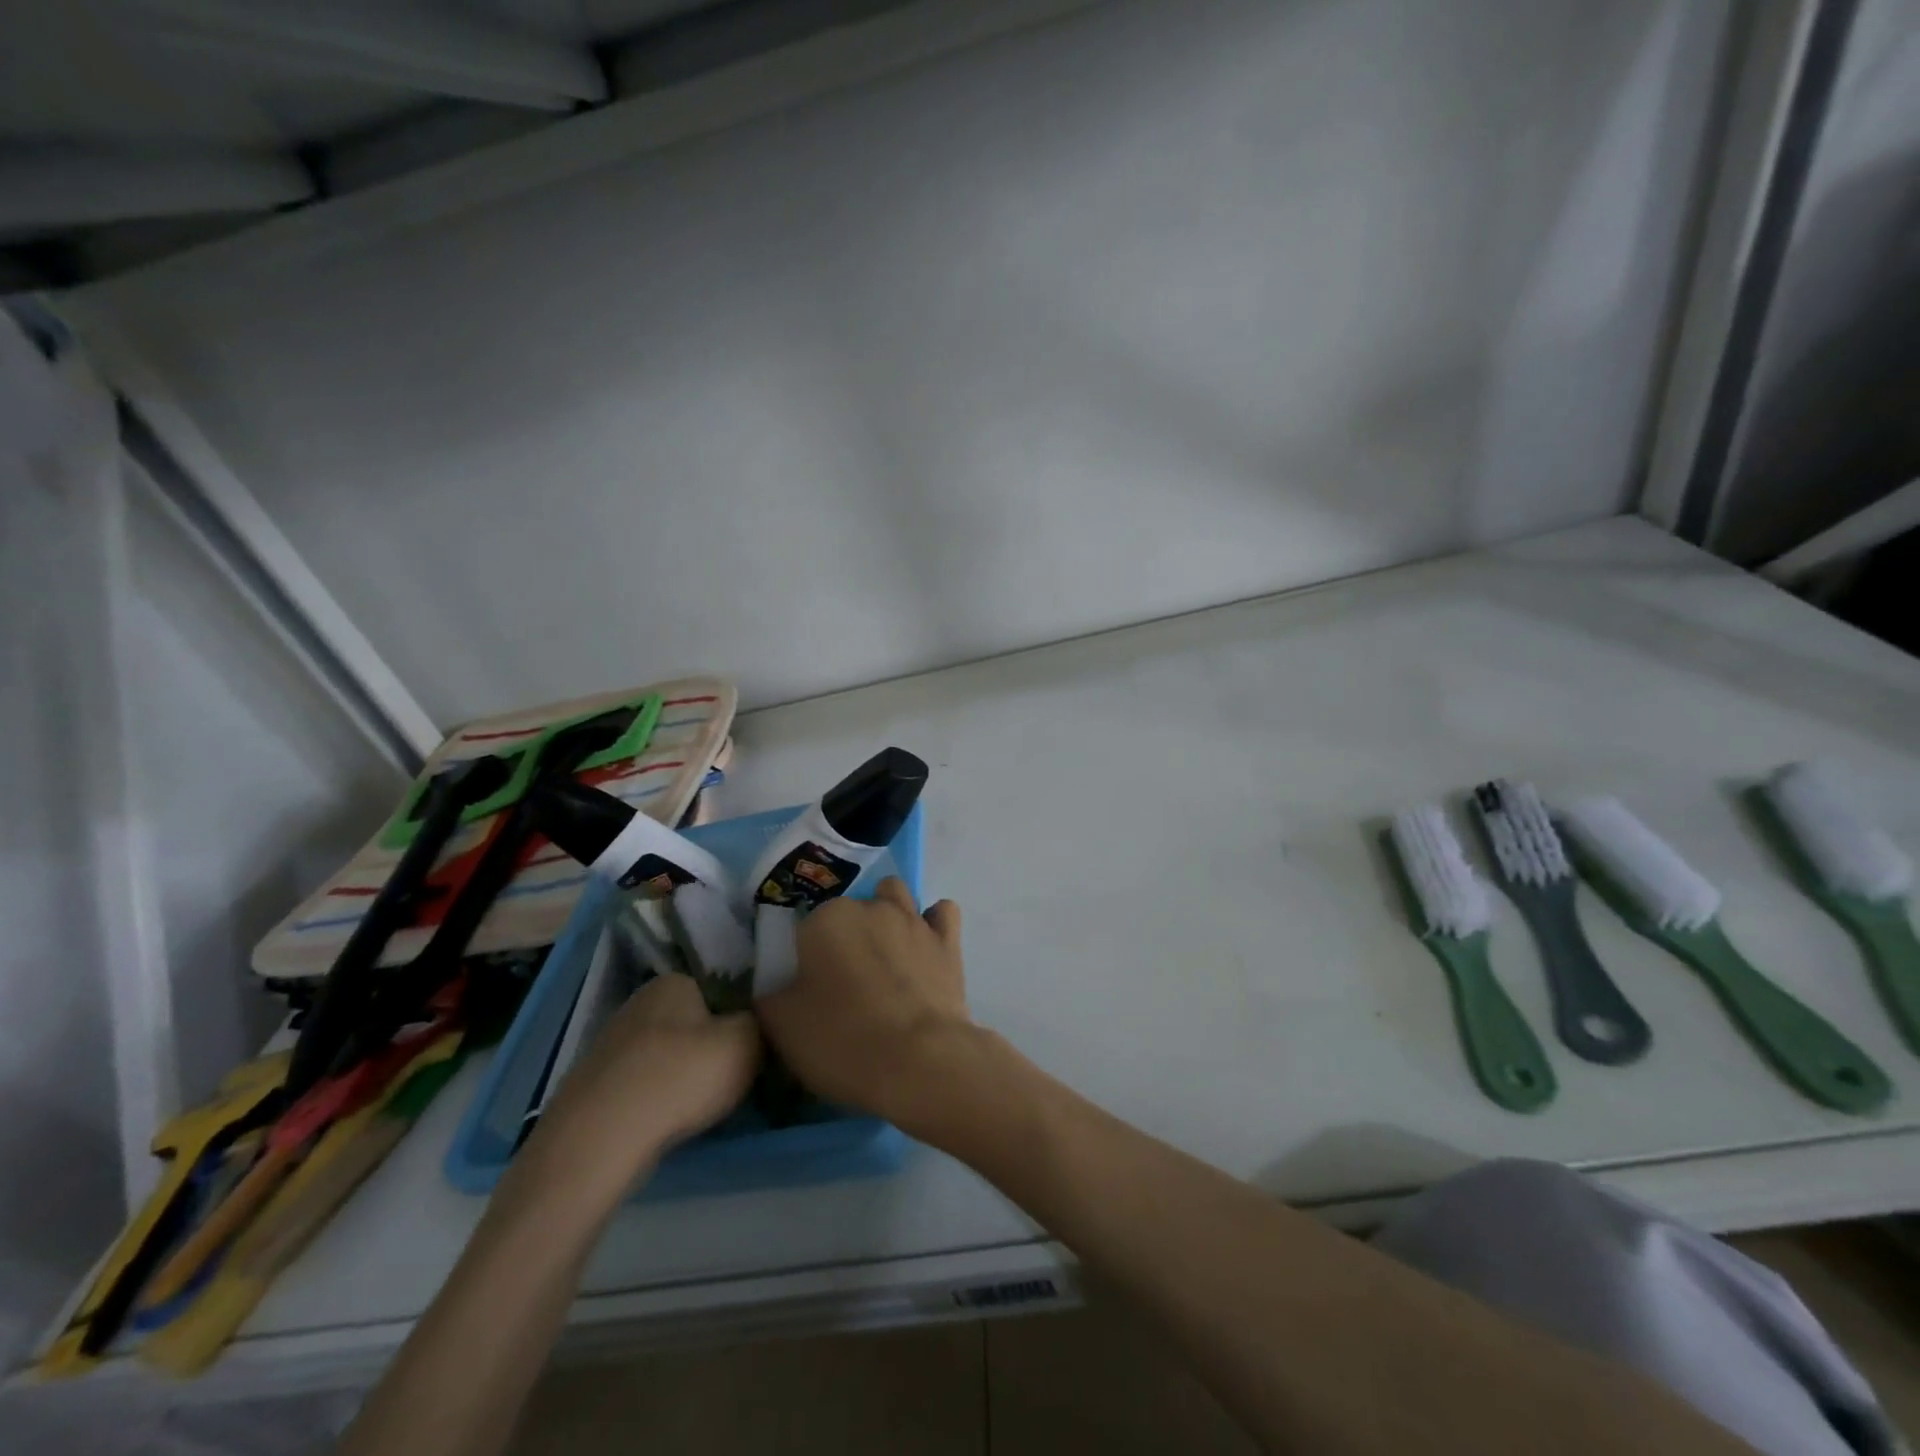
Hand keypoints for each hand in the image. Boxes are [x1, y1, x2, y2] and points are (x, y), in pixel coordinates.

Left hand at [532, 973, 760, 1176]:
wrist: (599, 1140)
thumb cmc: (681, 1076)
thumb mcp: (747, 1041)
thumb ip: (761, 1023)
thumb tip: (756, 1023)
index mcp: (674, 981)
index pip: (720, 988)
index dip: (740, 1017)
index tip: (754, 1046)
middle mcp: (639, 1003)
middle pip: (692, 1023)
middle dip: (711, 1047)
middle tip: (734, 1078)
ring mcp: (610, 1045)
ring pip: (666, 1056)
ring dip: (683, 1077)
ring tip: (703, 1107)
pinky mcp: (593, 1087)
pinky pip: (641, 1086)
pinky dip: (657, 1101)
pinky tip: (668, 1123)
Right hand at [756, 878, 967, 1128]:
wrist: (920, 1062)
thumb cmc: (843, 1041)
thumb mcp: (782, 1027)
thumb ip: (770, 996)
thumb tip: (773, 986)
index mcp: (826, 919)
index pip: (806, 926)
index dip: (805, 956)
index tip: (808, 987)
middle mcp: (870, 906)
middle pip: (851, 910)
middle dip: (846, 936)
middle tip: (844, 982)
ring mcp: (913, 919)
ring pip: (895, 897)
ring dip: (887, 915)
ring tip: (883, 956)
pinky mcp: (948, 940)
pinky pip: (941, 913)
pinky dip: (932, 924)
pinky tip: (924, 947)